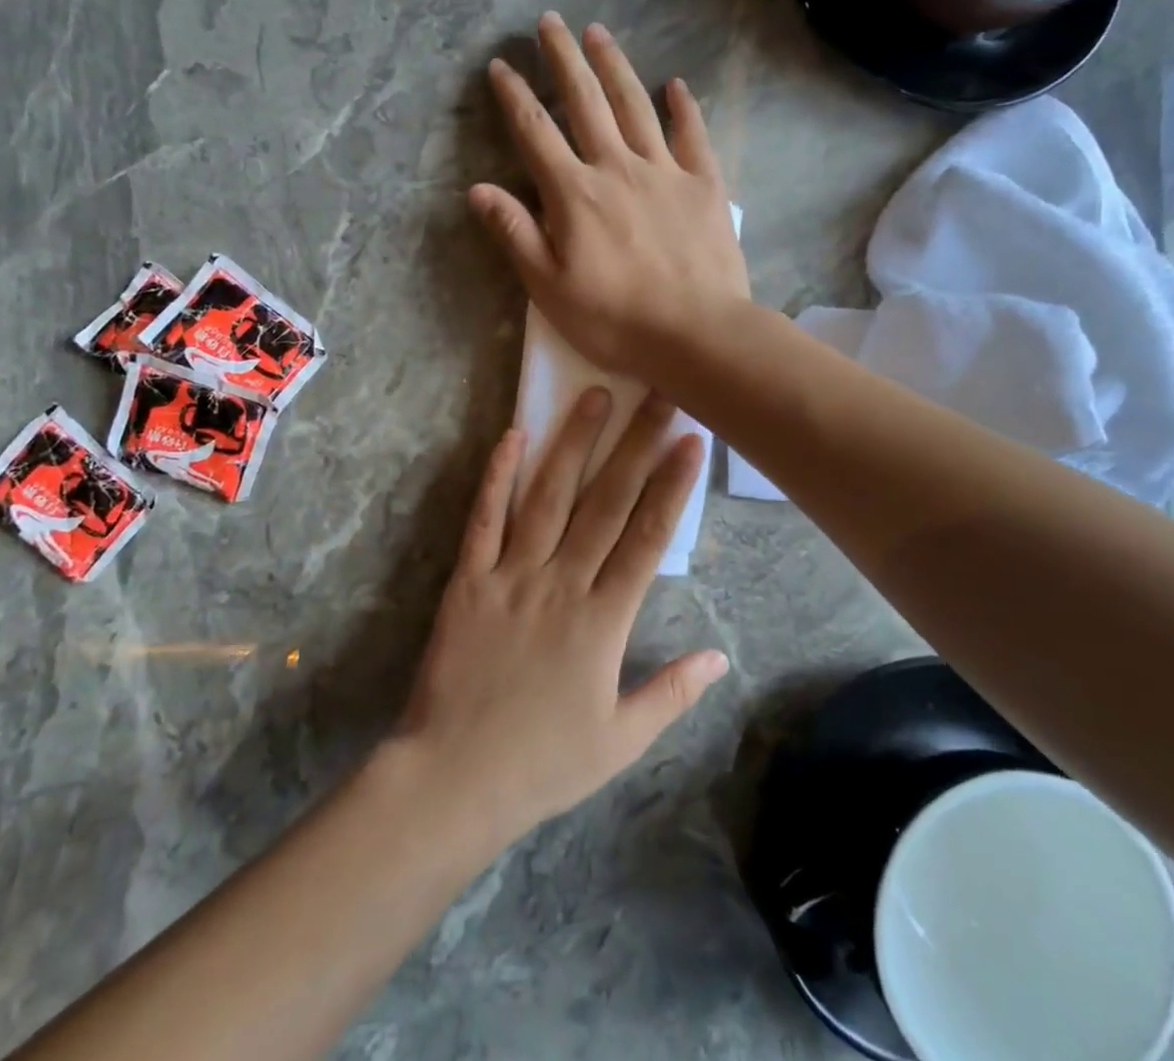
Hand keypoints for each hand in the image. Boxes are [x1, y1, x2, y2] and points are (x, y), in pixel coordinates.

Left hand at [392, 388, 729, 846]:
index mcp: (604, 620)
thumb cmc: (543, 762)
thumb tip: (719, 655)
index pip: (648, 538)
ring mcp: (511, 575)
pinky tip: (514, 435)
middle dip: (636, 444)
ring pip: (549, 497)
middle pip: (607, 502)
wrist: (454, 779)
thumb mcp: (621, 740)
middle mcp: (562, 583)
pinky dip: (499, 476)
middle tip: (658, 394)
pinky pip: (485, 518)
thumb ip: (672, 693)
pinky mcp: (469, 578)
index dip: (673, 485)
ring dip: (574, 443)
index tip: (692, 440)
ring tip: (594, 395)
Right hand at [469, 12, 750, 377]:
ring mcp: (665, 172)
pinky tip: (676, 85)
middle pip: (586, 102)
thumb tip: (479, 190)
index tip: (501, 65)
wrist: (697, 334)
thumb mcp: (549, 288)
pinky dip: (684, 108)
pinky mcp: (705, 185)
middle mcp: (617, 168)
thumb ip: (515, 234)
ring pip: (635, 107)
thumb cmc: (615, 320)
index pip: (536, 133)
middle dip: (564, 59)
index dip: (515, 96)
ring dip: (614, 67)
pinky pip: (693, 136)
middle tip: (551, 21)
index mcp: (574, 194)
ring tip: (599, 33)